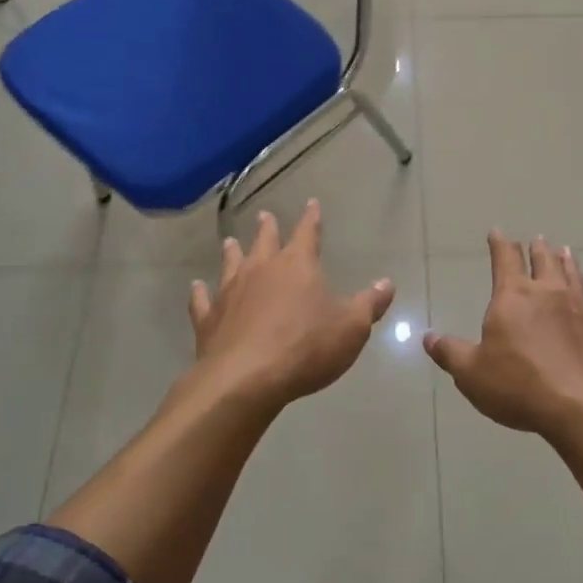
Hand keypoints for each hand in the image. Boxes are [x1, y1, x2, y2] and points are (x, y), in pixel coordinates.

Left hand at [188, 201, 395, 409]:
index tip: (311, 203)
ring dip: (232, 252)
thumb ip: (369, 304)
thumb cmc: (306, 347)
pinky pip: (202, 301)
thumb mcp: (351, 328)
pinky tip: (196, 288)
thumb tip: (386, 283)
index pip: (307, 233)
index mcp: (297, 265)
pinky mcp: (208, 319)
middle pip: (264, 241)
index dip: (311, 218)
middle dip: (267, 228)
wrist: (246, 379)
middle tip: (265, 215)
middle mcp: (261, 270)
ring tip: (229, 242)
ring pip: (231, 264)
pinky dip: (199, 293)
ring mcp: (230, 292)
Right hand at [424, 232, 582, 440]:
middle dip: (538, 249)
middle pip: (544, 262)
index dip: (500, 243)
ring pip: (575, 278)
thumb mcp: (471, 373)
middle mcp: (550, 294)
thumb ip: (450, 352)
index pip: (505, 259)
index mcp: (514, 296)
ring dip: (570, 264)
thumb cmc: (519, 385)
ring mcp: (582, 311)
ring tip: (567, 253)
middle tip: (539, 239)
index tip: (498, 231)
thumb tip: (428, 337)